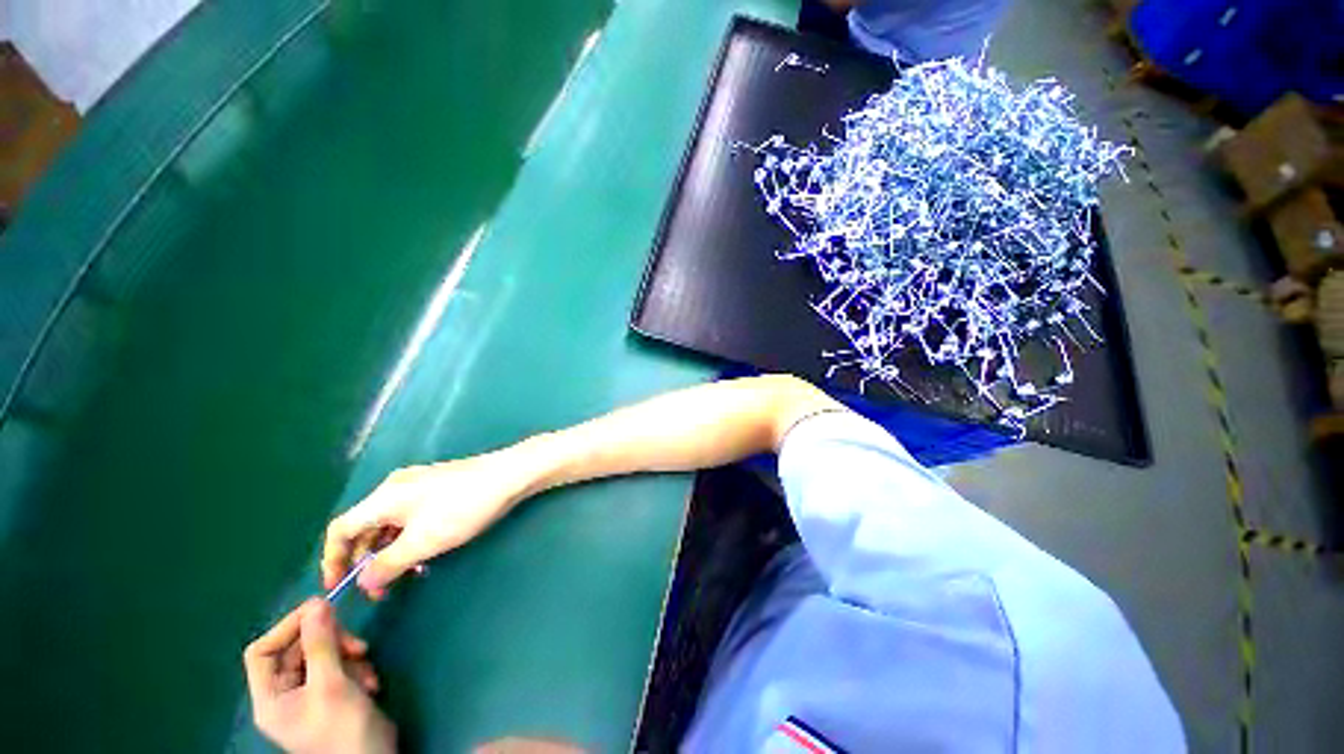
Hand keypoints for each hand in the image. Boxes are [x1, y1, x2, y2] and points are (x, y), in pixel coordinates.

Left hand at [244, 599, 394, 753]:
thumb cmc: (344, 729)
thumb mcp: (332, 684)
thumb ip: (321, 644)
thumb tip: (317, 602)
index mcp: (270, 697)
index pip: (262, 652)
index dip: (287, 628)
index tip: (321, 610)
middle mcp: (284, 694)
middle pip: (297, 651)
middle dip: (330, 643)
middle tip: (357, 644)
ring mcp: (309, 696)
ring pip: (322, 656)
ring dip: (348, 656)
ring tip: (367, 668)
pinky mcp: (332, 695)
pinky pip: (338, 667)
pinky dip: (356, 668)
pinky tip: (370, 681)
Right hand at [322, 450, 530, 597]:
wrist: (510, 474)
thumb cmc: (463, 507)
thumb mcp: (422, 542)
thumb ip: (387, 564)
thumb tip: (363, 581)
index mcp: (384, 497)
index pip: (340, 529)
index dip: (332, 559)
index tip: (338, 588)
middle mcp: (396, 488)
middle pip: (366, 528)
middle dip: (367, 561)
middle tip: (380, 590)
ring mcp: (420, 486)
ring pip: (391, 525)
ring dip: (392, 553)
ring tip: (408, 575)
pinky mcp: (440, 488)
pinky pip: (412, 518)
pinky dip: (411, 539)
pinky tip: (427, 555)